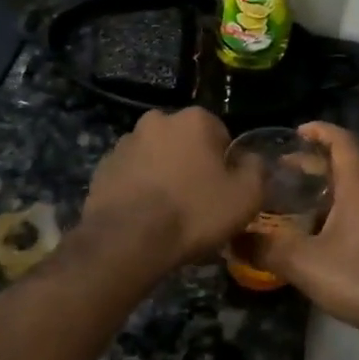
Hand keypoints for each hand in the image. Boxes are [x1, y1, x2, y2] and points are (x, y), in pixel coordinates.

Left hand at [82, 107, 264, 268]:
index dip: (225, 165)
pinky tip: (144, 217)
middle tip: (197, 202)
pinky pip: (131, 175)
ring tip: (168, 213)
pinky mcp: (102, 167)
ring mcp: (125, 142)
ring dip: (164, 175)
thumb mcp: (246, 196)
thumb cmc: (194, 213)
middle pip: (185, 143)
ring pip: (156, 157)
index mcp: (194, 119)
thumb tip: (250, 160)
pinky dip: (139, 189)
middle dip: (192, 165)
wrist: (128, 240)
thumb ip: (256, 169)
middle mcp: (157, 120)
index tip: (223, 191)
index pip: (220, 135)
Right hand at [253, 123, 358, 347]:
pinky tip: (317, 234)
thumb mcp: (302, 262)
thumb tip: (231, 239)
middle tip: (282, 171)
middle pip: (347, 165)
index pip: (342, 141)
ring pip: (355, 191)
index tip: (296, 132)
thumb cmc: (357, 277)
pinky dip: (338, 211)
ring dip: (326, 190)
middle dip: (315, 163)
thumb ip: (265, 247)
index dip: (320, 130)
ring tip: (294, 202)